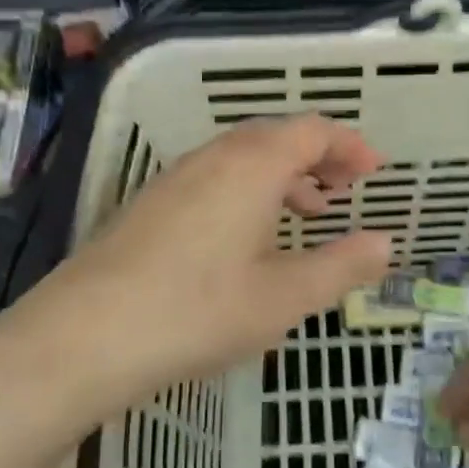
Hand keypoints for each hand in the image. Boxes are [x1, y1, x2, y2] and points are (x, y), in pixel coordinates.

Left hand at [0, 115, 390, 413]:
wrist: (83, 336)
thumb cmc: (197, 312)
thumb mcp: (284, 298)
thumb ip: (340, 266)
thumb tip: (385, 242)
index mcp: (252, 165)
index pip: (311, 131)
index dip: (348, 145)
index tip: (374, 170)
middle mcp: (212, 158)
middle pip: (275, 137)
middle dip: (316, 157)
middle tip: (344, 189)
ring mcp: (174, 179)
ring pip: (240, 158)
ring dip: (280, 176)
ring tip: (304, 213)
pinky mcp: (148, 205)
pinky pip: (213, 179)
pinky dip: (246, 192)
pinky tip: (245, 238)